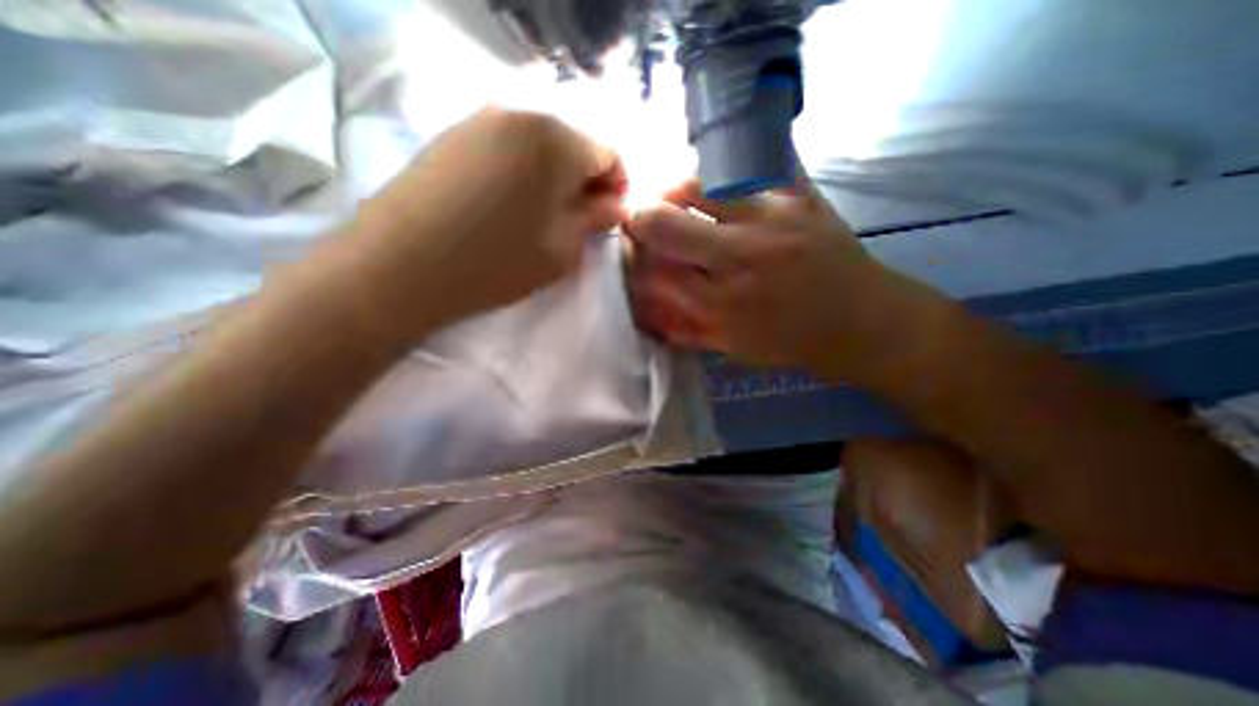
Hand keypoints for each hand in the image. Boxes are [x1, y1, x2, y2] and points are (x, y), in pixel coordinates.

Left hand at [342, 109, 624, 338]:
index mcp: (559, 140)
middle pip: (575, 143)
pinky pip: (509, 146)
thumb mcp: (564, 247)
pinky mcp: (455, 133)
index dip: (617, 185)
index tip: (608, 216)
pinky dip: (523, 171)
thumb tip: (615, 204)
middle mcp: (522, 113)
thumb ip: (596, 218)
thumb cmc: (498, 261)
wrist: (402, 265)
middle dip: (585, 181)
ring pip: (541, 144)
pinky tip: (509, 204)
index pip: (610, 152)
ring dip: (554, 176)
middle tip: (578, 219)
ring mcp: (482, 119)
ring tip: (542, 215)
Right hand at [623, 175, 887, 368]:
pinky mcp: (801, 191)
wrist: (865, 322)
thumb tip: (644, 307)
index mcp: (724, 303)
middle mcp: (743, 256)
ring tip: (672, 197)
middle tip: (638, 218)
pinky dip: (720, 168)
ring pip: (698, 183)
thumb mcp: (733, 348)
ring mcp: (774, 216)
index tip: (627, 251)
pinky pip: (748, 161)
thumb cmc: (794, 342)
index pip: (654, 273)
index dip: (633, 259)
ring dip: (673, 189)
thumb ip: (684, 328)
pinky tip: (714, 183)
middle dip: (639, 219)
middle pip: (665, 223)